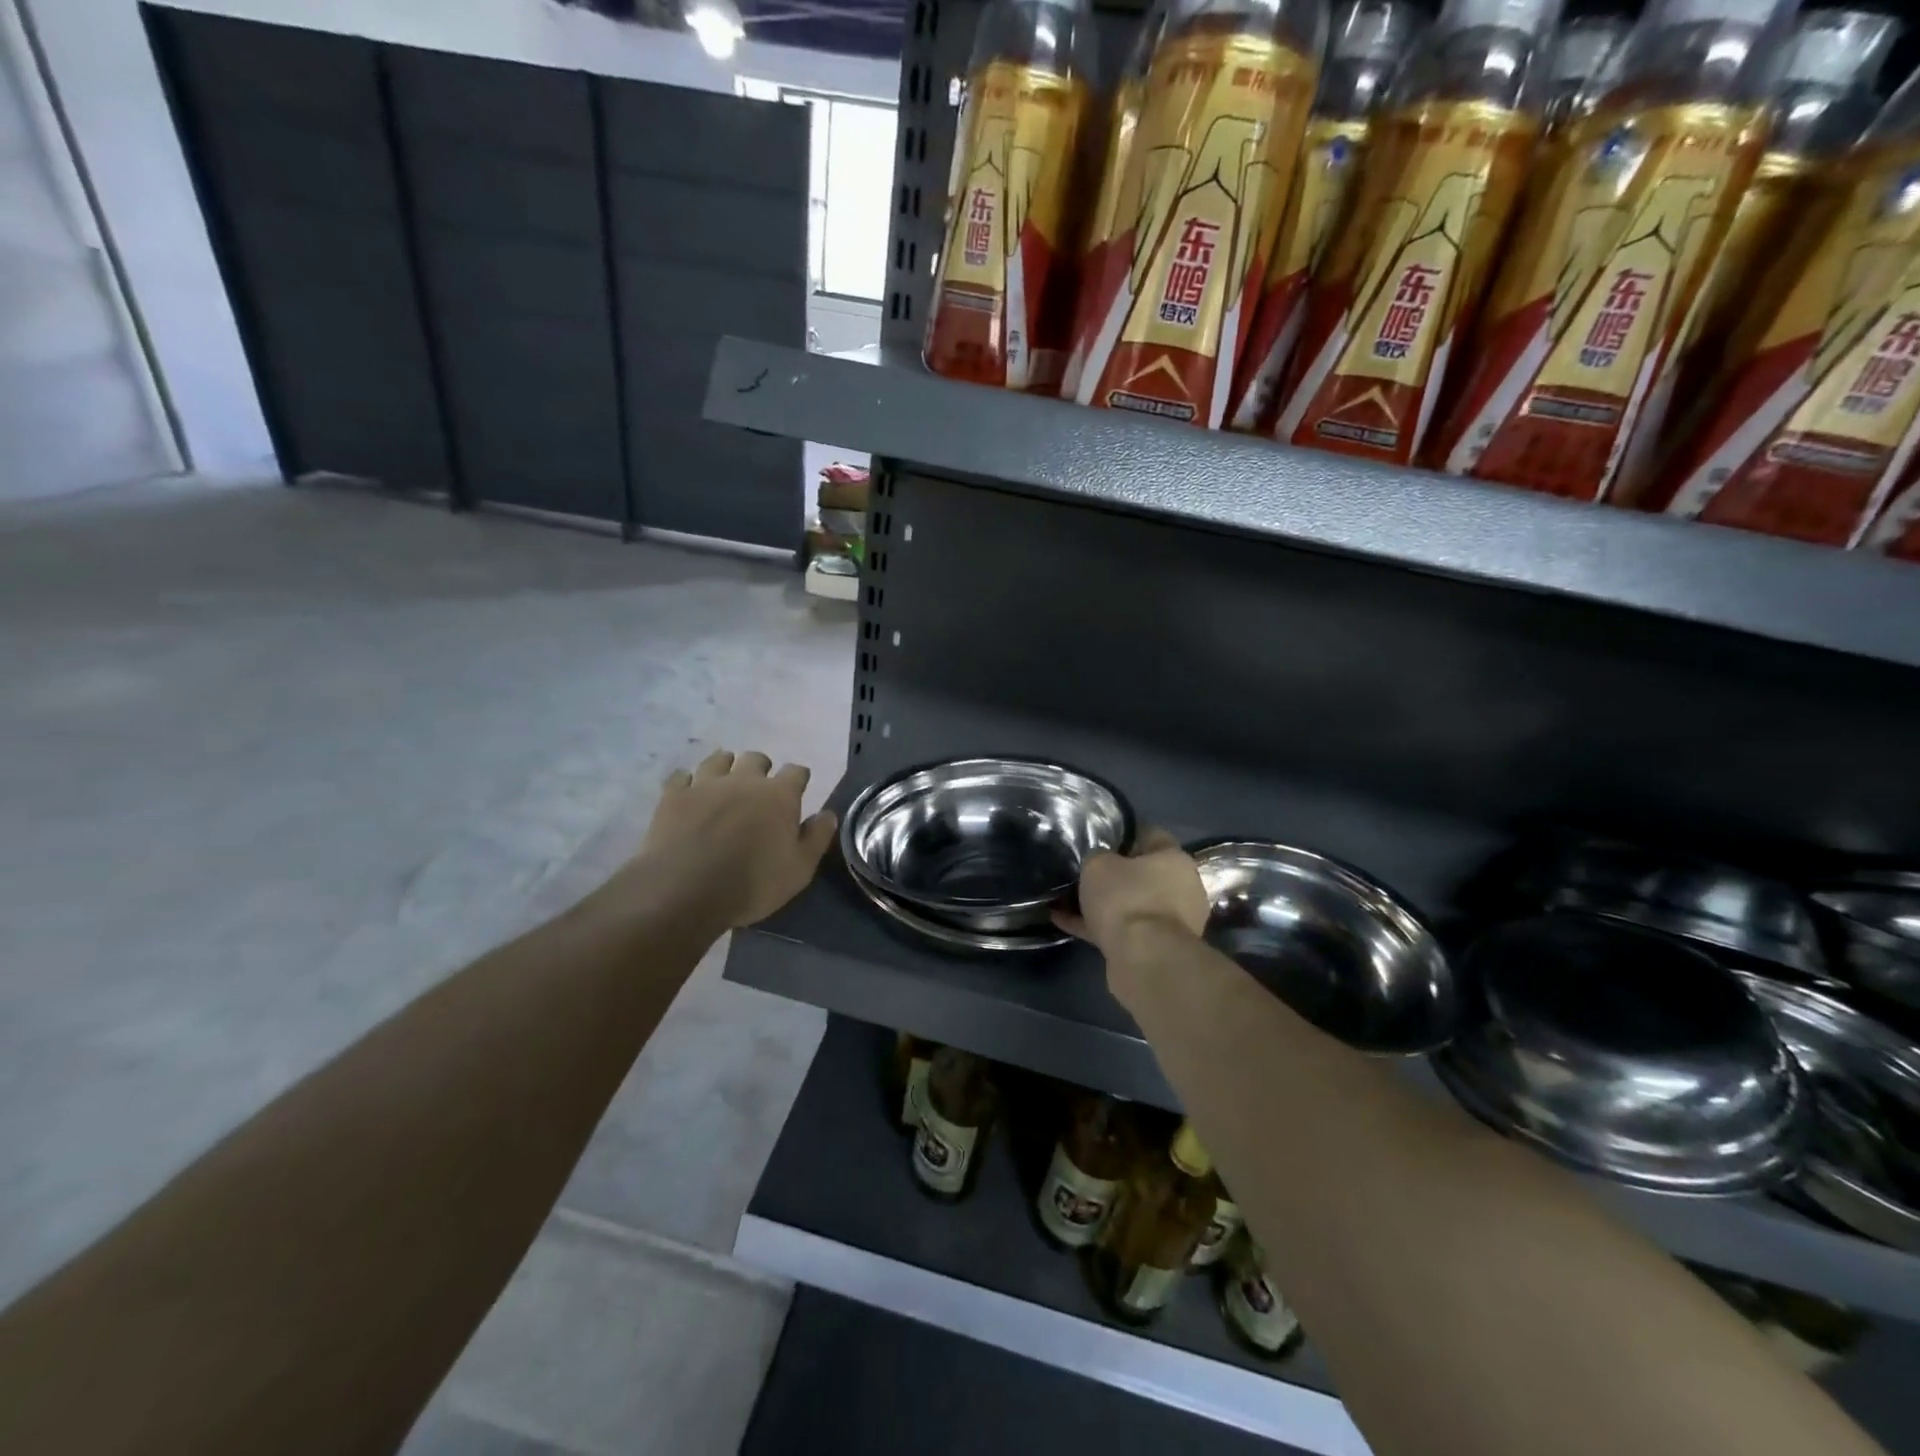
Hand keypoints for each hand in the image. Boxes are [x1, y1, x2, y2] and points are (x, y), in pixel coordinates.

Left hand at [625, 749, 836, 928]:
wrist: (686, 890)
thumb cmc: (752, 883)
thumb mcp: (799, 870)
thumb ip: (816, 838)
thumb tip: (828, 814)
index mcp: (779, 795)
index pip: (796, 772)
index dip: (798, 778)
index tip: (798, 789)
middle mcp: (744, 780)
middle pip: (756, 759)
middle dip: (761, 768)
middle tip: (760, 788)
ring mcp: (705, 784)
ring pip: (718, 760)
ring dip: (725, 767)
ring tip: (725, 782)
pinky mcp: (674, 796)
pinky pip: (681, 777)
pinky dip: (687, 782)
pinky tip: (689, 793)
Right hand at [1055, 827, 1209, 954]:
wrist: (1144, 959)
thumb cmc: (1126, 899)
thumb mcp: (1098, 864)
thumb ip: (1097, 856)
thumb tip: (1098, 860)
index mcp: (1174, 859)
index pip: (1149, 834)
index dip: (1121, 833)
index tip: (1097, 835)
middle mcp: (1181, 888)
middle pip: (1141, 873)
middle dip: (1112, 873)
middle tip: (1081, 870)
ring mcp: (1171, 921)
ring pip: (1130, 904)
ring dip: (1102, 903)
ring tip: (1065, 898)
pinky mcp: (1156, 948)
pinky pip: (1122, 929)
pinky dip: (1096, 926)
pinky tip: (1063, 921)